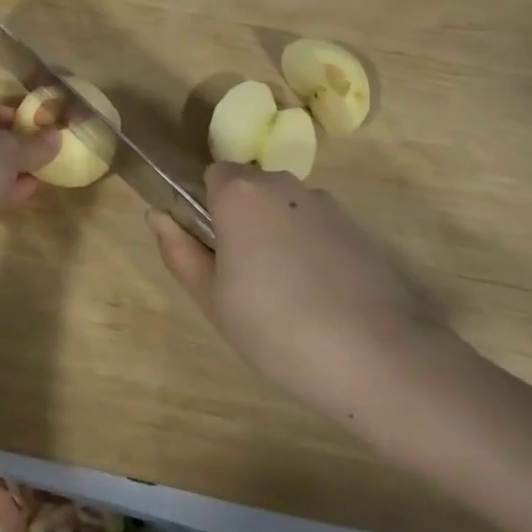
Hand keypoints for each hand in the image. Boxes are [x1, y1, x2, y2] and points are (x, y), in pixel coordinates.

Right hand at [150, 163, 441, 425]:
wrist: (375, 355)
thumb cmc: (276, 328)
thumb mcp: (213, 299)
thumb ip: (179, 251)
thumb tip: (156, 215)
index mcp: (240, 193)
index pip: (214, 176)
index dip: (210, 210)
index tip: (216, 251)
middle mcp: (282, 183)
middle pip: (250, 188)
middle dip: (243, 221)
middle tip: (246, 280)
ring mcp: (325, 202)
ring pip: (284, 208)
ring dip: (277, 234)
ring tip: (288, 295)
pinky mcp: (356, 225)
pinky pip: (316, 226)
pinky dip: (311, 248)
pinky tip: (321, 296)